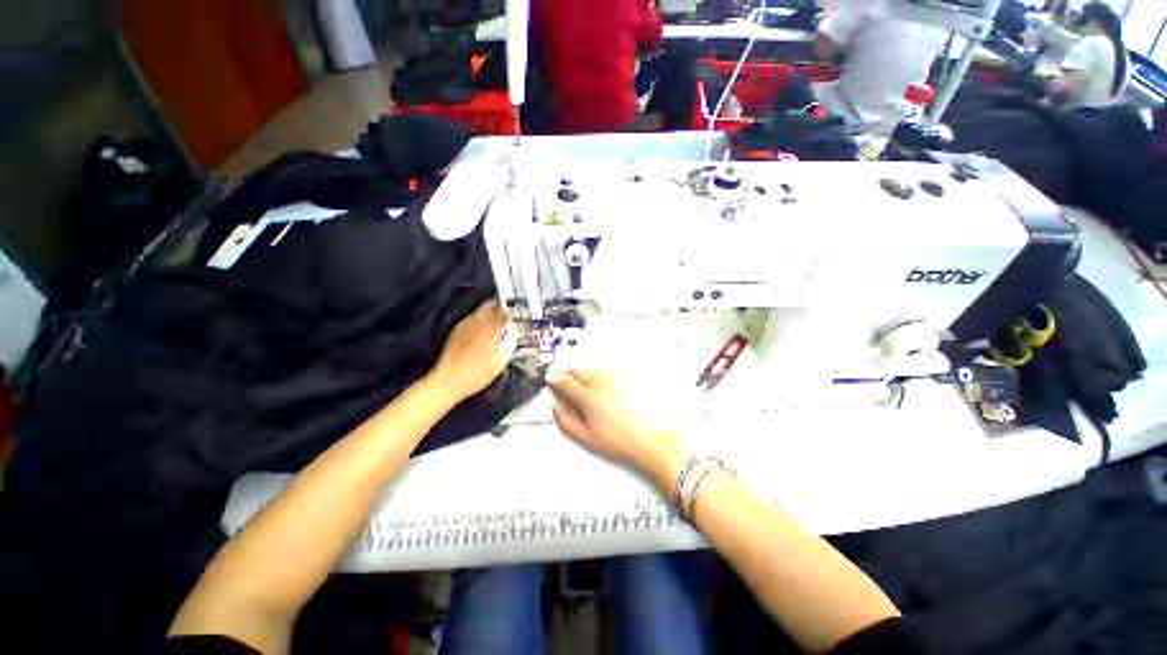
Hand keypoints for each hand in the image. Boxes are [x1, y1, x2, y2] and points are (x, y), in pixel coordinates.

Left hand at [431, 301, 514, 402]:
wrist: (448, 381)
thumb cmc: (477, 375)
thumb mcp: (500, 362)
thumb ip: (509, 344)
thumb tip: (513, 332)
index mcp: (489, 330)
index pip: (503, 311)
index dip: (512, 310)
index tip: (518, 312)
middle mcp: (476, 323)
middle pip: (490, 306)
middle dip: (501, 307)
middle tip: (510, 313)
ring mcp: (465, 325)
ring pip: (480, 310)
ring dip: (491, 312)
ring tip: (499, 321)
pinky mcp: (457, 330)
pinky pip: (472, 318)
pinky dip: (481, 319)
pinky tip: (485, 329)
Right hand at [546, 368, 686, 483]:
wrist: (648, 439)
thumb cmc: (617, 441)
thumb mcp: (585, 438)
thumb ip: (565, 421)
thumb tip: (555, 407)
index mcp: (588, 398)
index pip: (565, 381)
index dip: (554, 379)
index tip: (549, 380)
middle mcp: (600, 384)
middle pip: (577, 369)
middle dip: (566, 372)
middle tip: (563, 380)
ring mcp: (613, 379)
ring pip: (590, 366)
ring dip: (581, 370)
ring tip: (579, 381)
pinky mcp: (624, 380)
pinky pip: (604, 369)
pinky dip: (595, 371)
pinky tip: (597, 382)